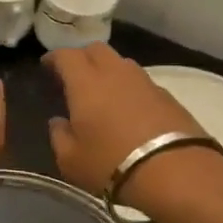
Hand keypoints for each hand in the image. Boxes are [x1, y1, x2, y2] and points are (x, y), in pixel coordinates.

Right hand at [44, 44, 209, 203]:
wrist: (176, 172)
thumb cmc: (111, 164)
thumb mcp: (71, 160)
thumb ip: (59, 136)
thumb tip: (59, 122)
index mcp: (86, 82)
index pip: (66, 55)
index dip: (54, 58)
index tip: (47, 67)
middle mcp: (115, 73)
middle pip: (96, 50)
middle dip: (82, 58)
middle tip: (73, 76)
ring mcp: (145, 82)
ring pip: (121, 63)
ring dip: (108, 71)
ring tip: (102, 92)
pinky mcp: (168, 97)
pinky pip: (141, 82)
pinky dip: (129, 88)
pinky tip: (128, 108)